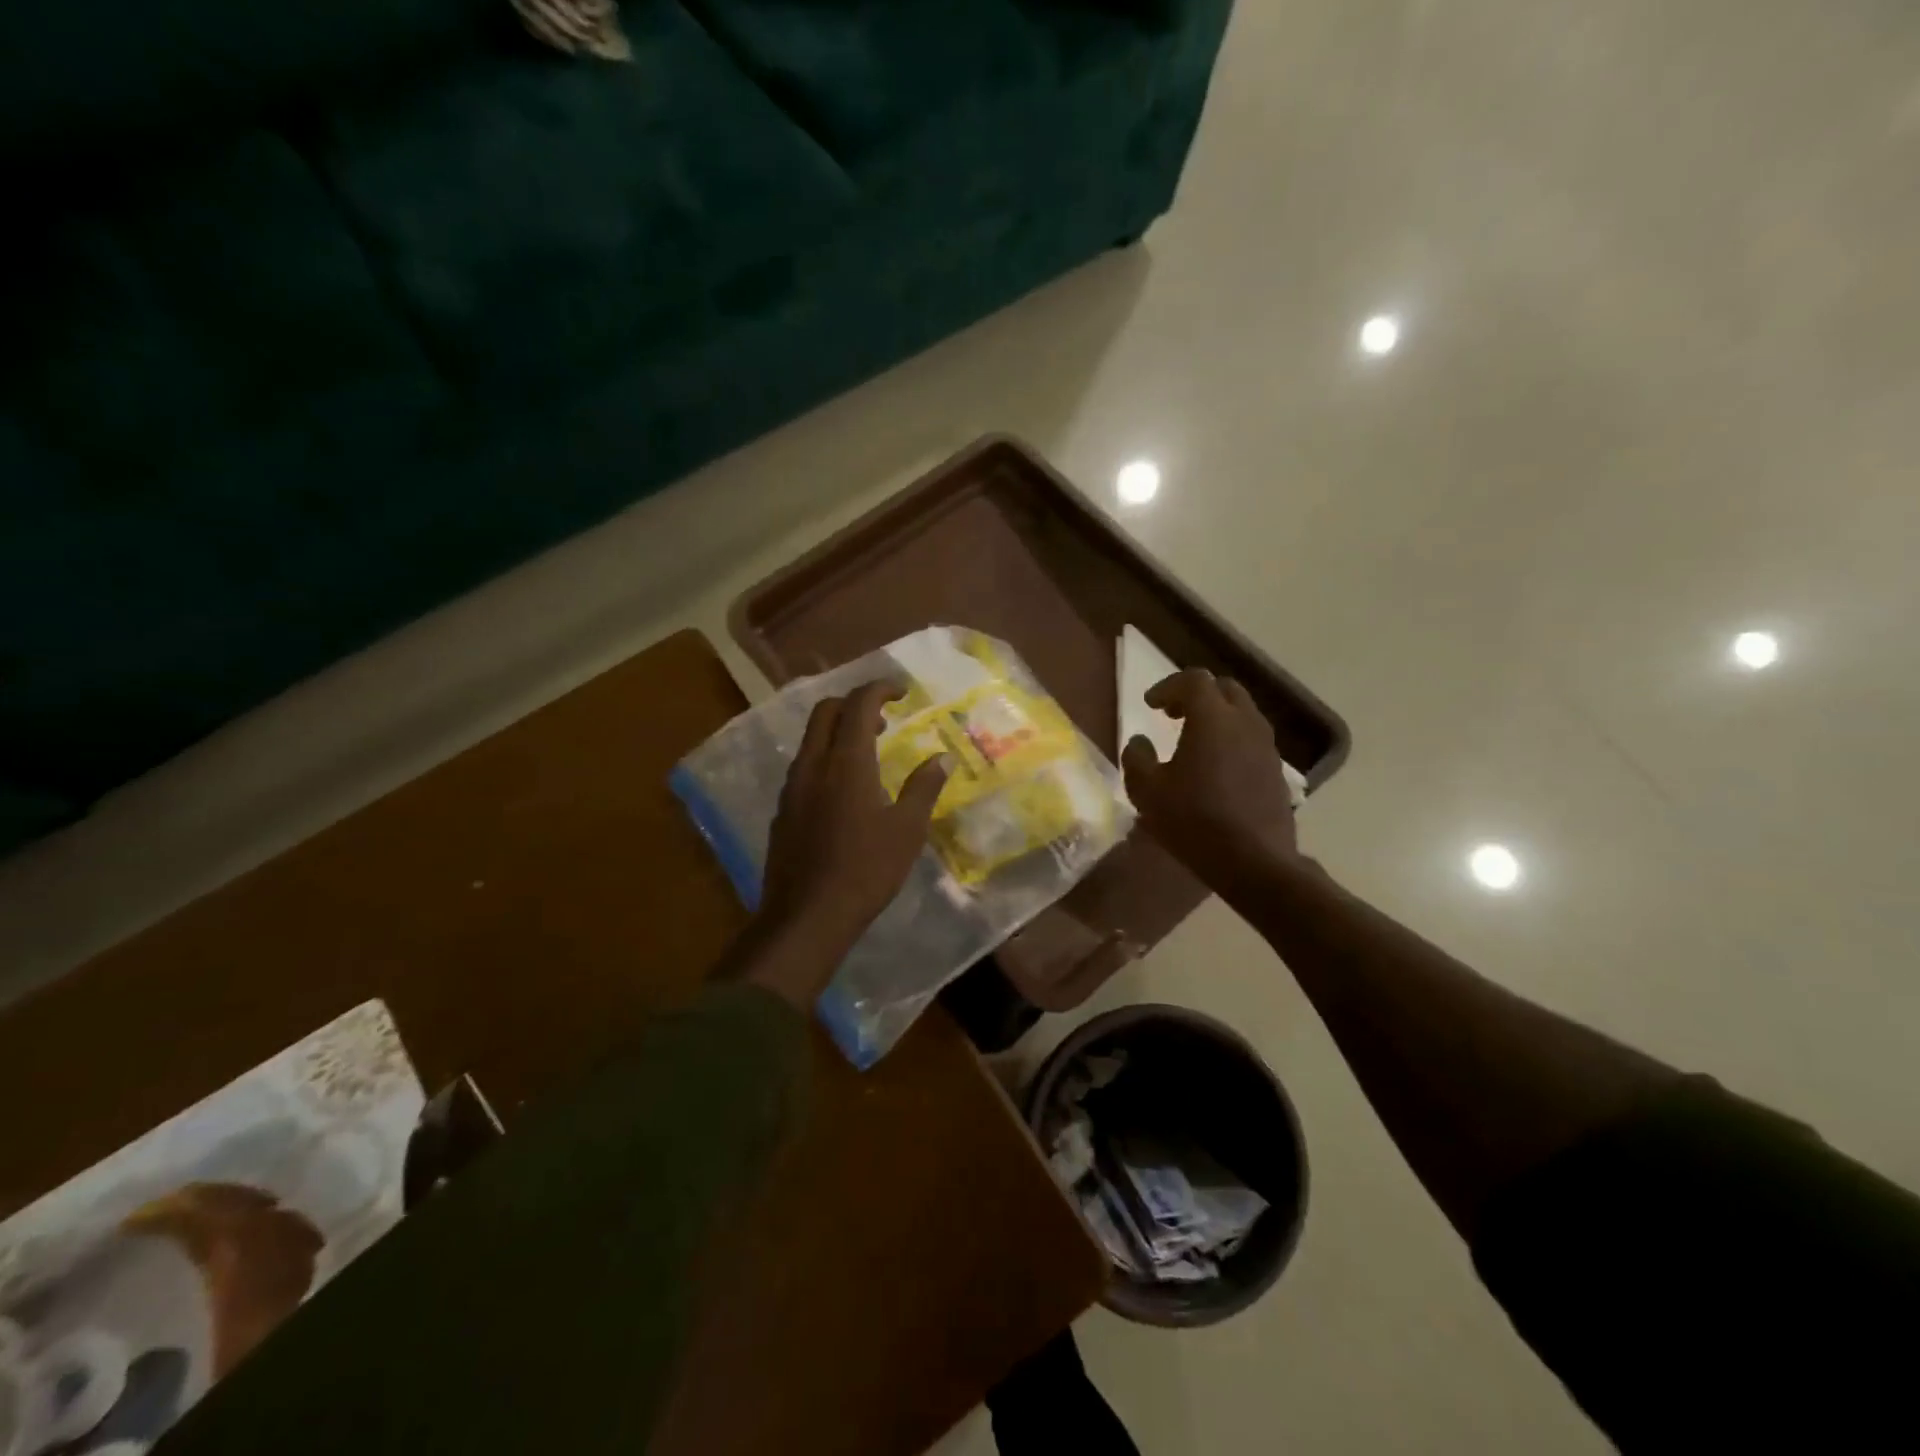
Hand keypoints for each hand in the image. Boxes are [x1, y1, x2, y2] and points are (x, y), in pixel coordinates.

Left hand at [756, 680, 948, 956]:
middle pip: (826, 711)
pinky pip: (803, 766)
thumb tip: (942, 758)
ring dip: (838, 732)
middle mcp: (813, 764)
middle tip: (883, 721)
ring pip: (811, 739)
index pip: (859, 704)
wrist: (807, 916)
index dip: (880, 689)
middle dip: (855, 704)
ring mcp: (792, 787)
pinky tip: (843, 791)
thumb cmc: (866, 870)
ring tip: (868, 754)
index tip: (902, 693)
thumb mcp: (907, 830)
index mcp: (847, 762)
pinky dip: (825, 758)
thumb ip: (924, 787)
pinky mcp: (782, 810)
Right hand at [1121, 669, 1298, 890]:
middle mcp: (1245, 723)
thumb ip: (1137, 759)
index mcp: (1212, 718)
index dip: (1168, 686)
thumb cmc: (1194, 821)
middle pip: (1224, 689)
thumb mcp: (1147, 792)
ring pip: (1243, 714)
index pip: (1193, 680)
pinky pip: (1252, 741)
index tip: (1150, 705)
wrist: (1254, 861)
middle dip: (1197, 696)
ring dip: (1217, 718)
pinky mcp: (1277, 772)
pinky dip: (1232, 741)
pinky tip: (1216, 770)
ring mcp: (1267, 747)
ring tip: (1194, 742)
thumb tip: (1140, 742)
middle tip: (1173, 716)